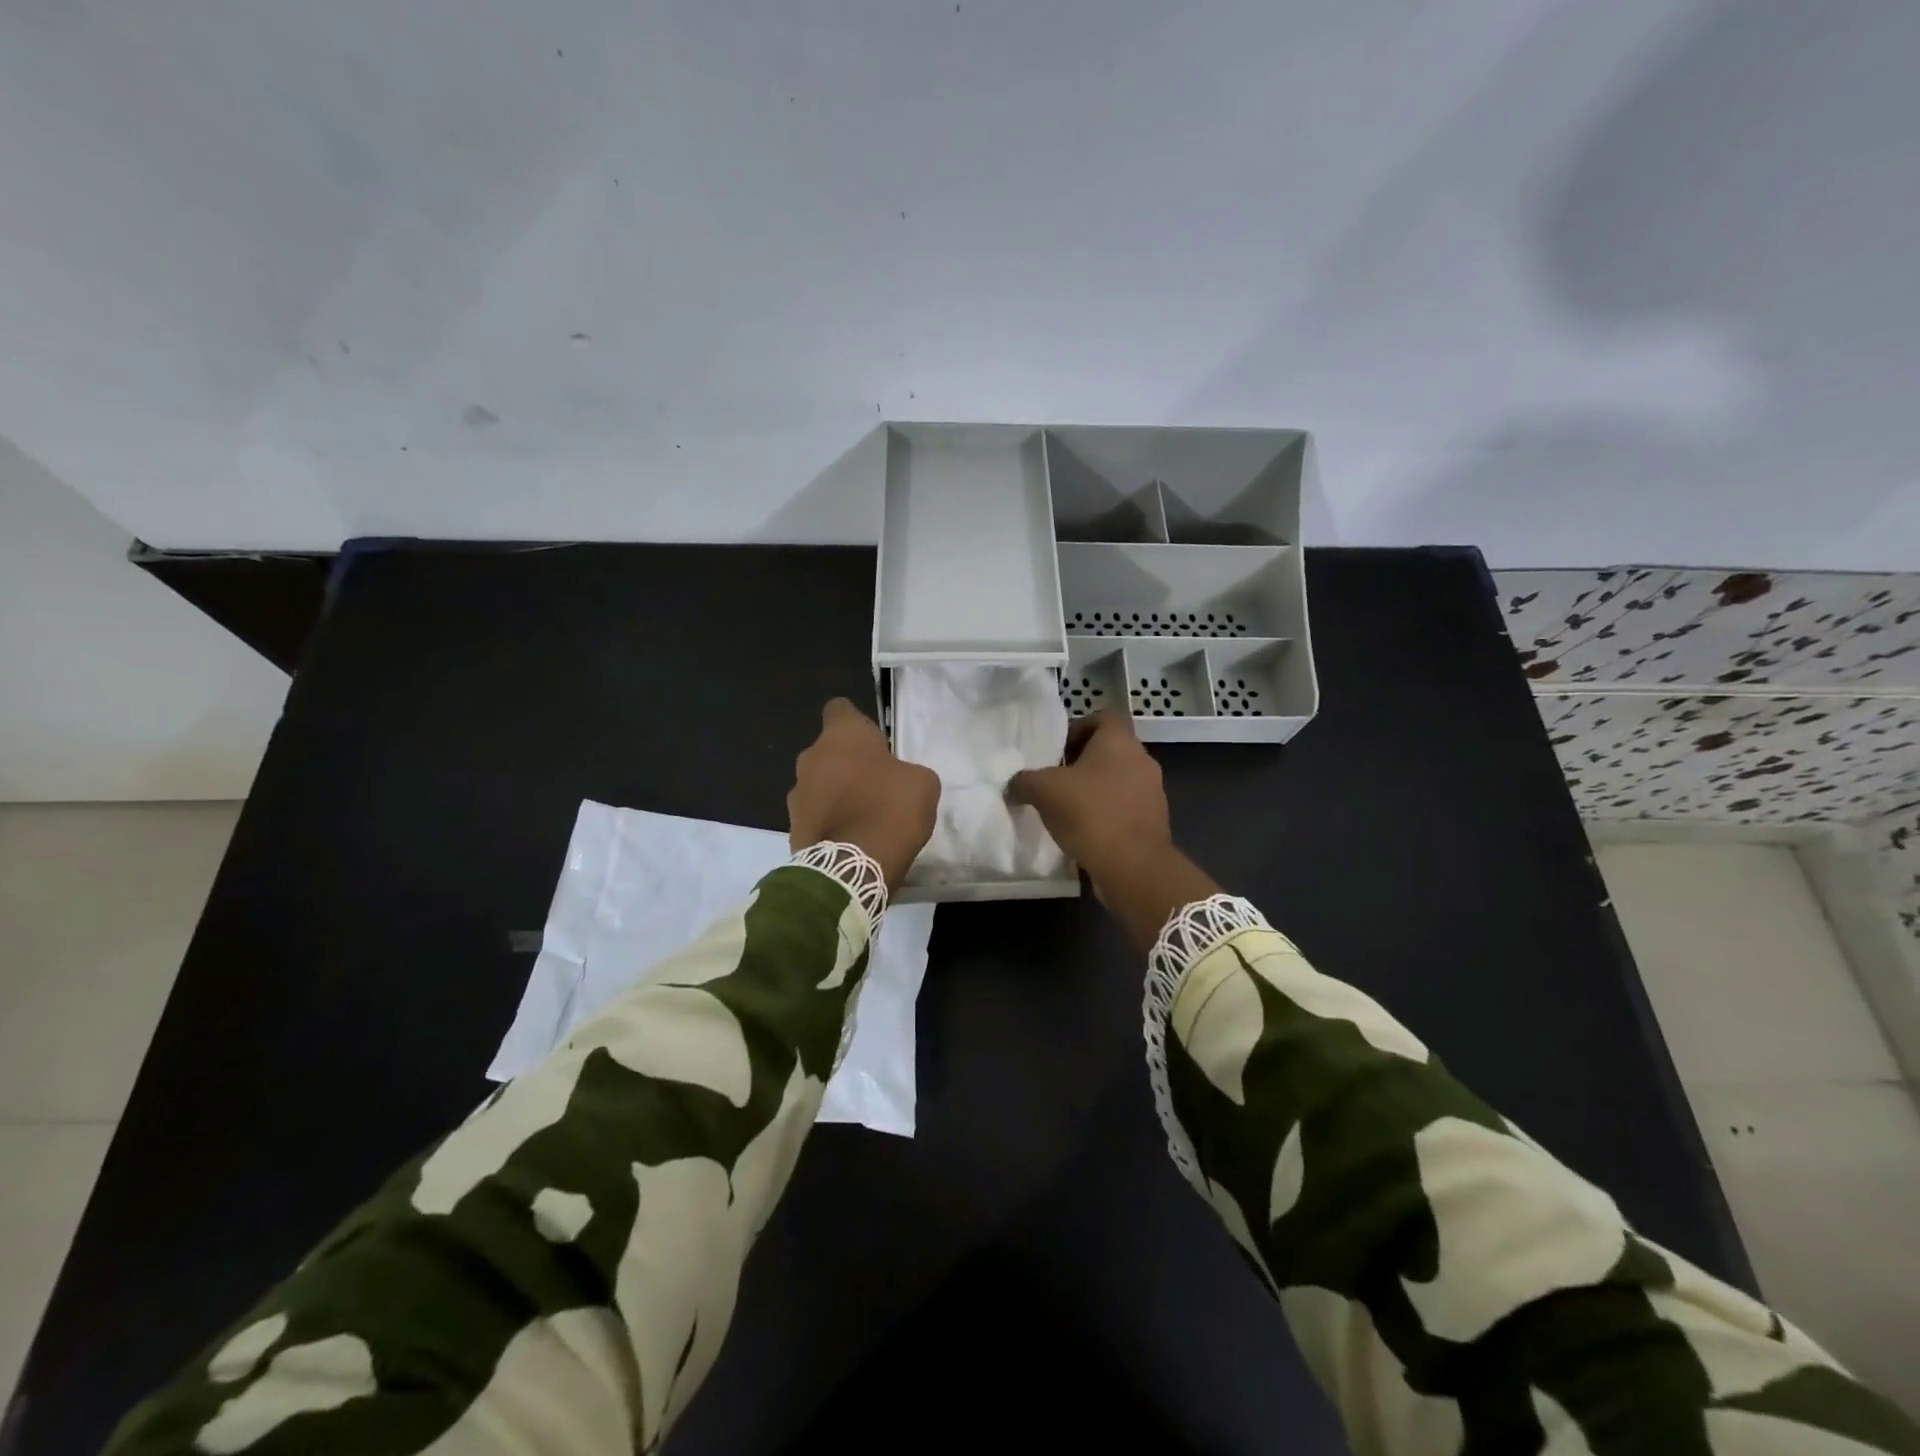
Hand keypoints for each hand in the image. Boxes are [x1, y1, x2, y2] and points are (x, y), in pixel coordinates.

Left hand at [789, 699, 940, 891]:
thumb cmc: (890, 810)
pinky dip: (829, 821)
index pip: (839, 709)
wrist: (853, 867)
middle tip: (874, 783)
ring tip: (862, 816)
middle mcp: (810, 757)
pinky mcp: (791, 827)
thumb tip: (897, 780)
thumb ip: (907, 771)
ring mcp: (796, 794)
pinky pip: (815, 815)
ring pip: (818, 784)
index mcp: (841, 735)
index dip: (856, 722)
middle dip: (846, 762)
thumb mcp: (923, 783)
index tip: (873, 740)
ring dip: (835, 793)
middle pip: (828, 751)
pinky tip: (851, 838)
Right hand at [1008, 711, 1218, 950]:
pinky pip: (1125, 807)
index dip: (1079, 727)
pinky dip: (1106, 813)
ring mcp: (1152, 792)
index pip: (1104, 717)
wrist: (1133, 866)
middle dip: (1082, 762)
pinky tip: (1083, 831)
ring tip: (1066, 808)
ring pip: (1118, 779)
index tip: (1058, 750)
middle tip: (1055, 779)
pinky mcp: (1153, 821)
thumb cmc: (1090, 813)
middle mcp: (1142, 760)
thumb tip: (1013, 786)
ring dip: (1094, 789)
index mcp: (1120, 741)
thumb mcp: (1043, 791)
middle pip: (1110, 750)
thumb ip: (1024, 781)